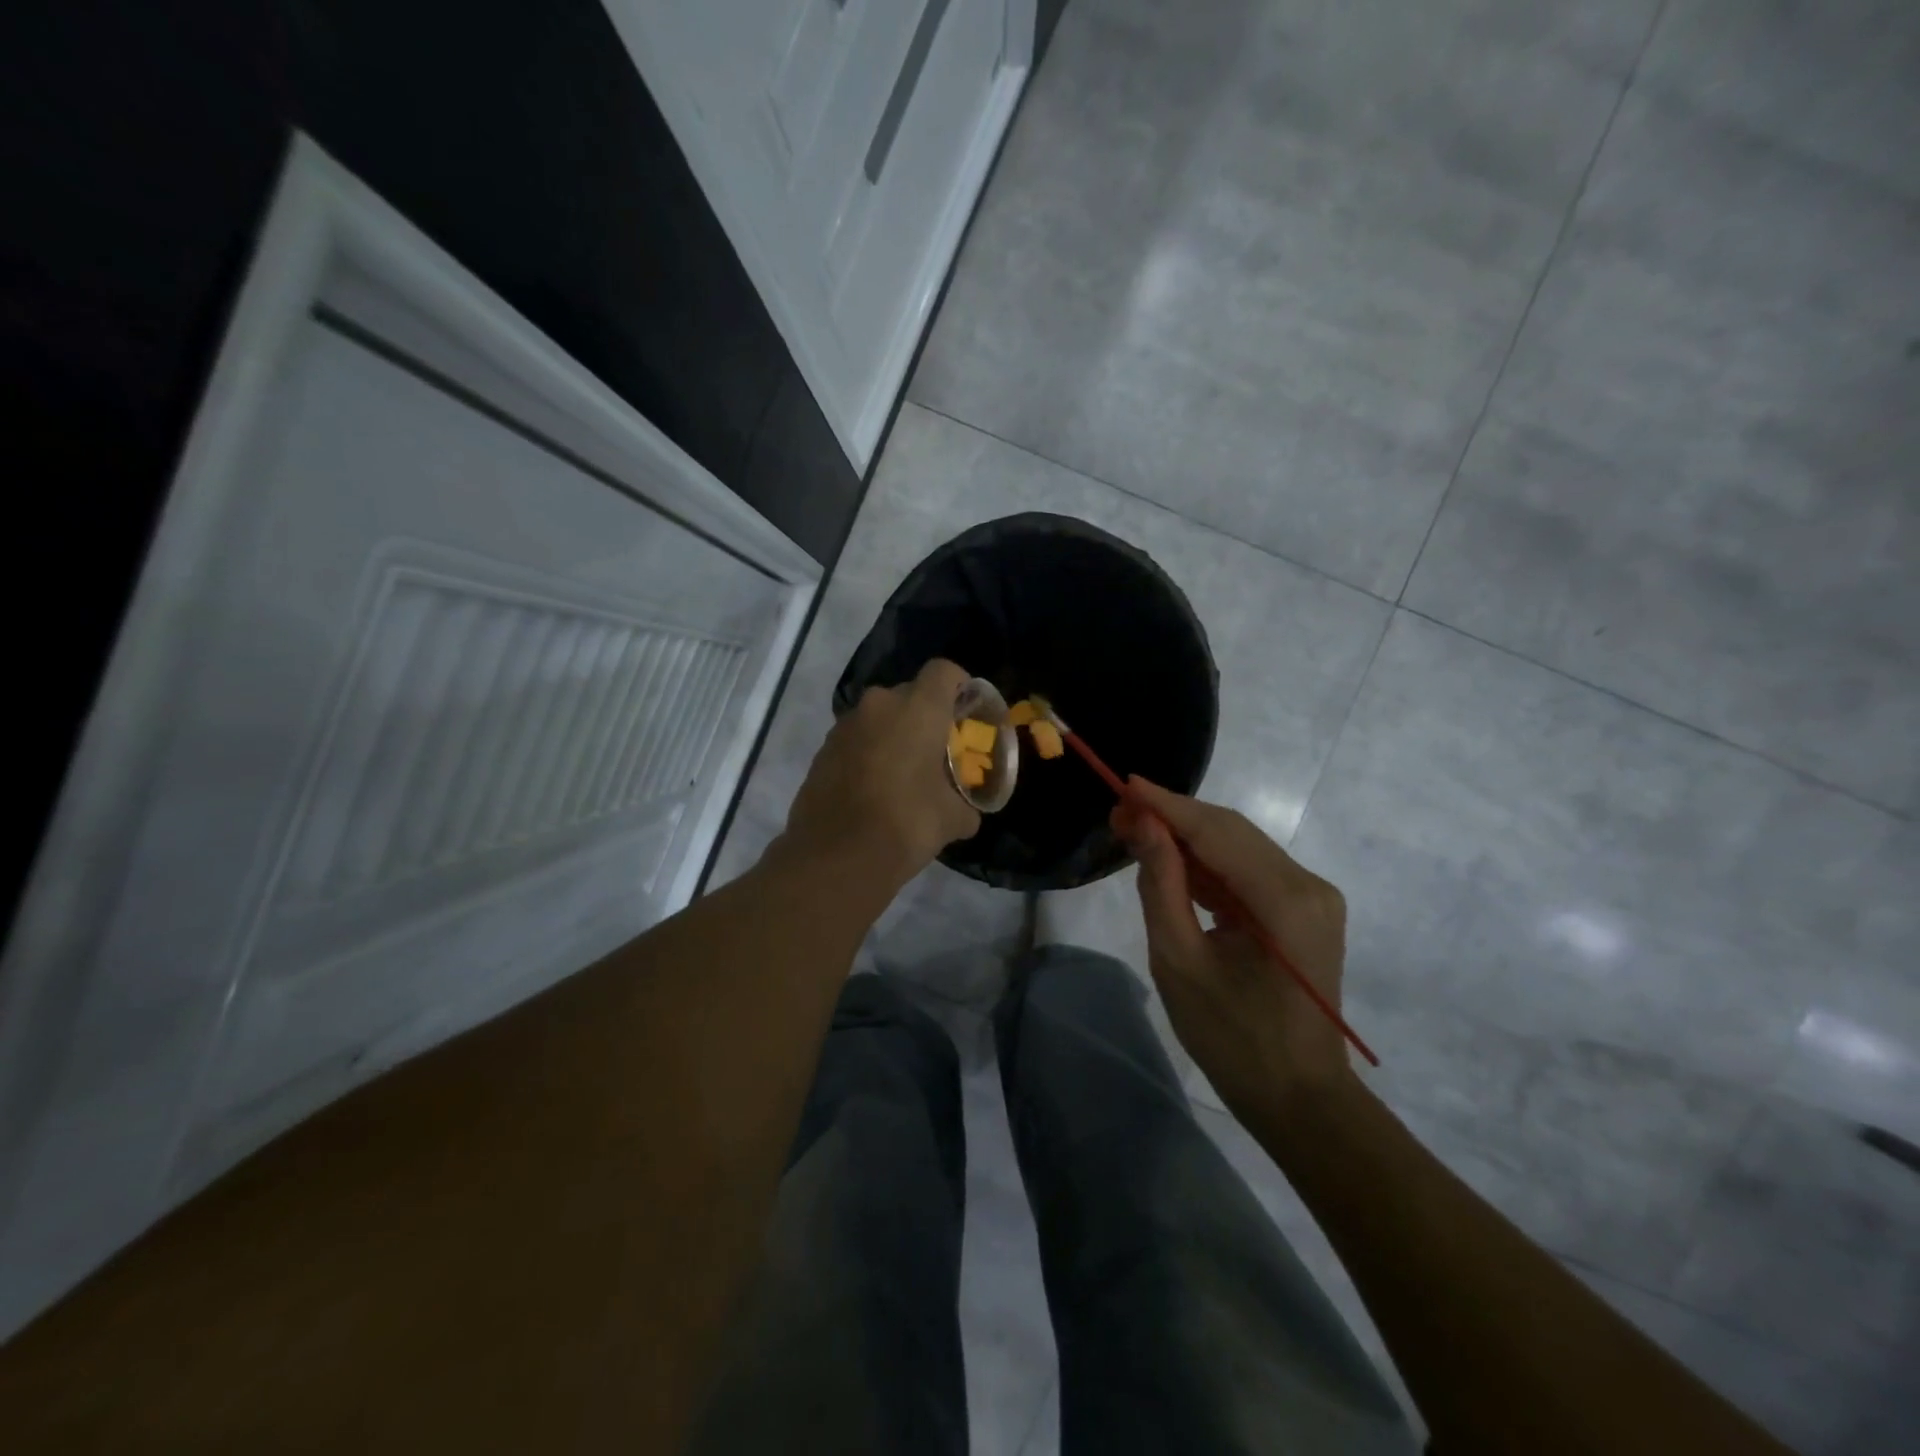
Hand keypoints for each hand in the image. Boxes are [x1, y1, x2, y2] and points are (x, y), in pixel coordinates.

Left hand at [781, 658, 981, 891]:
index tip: (966, 711)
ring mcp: (844, 726)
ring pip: (879, 717)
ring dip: (894, 734)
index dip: (960, 685)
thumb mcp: (953, 819)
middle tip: (938, 749)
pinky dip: (869, 753)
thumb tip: (967, 813)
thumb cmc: (906, 824)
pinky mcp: (822, 750)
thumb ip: (966, 806)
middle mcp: (879, 705)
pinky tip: (876, 789)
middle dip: (926, 715)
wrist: (835, 856)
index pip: (944, 671)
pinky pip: (856, 740)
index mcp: (918, 709)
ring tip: (905, 772)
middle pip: (910, 694)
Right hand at [1113, 777, 1353, 1116]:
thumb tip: (1140, 823)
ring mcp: (1312, 897)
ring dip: (1188, 839)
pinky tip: (1172, 863)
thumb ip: (1161, 884)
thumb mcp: (1179, 961)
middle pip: (1231, 832)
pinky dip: (1209, 865)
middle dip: (1173, 817)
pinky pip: (1249, 872)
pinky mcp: (1304, 910)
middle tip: (1119, 812)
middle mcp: (1308, 884)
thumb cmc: (1232, 1038)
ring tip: (1134, 833)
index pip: (1217, 832)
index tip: (1122, 783)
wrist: (1299, 1099)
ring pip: (1239, 847)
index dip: (1166, 805)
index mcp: (1285, 900)